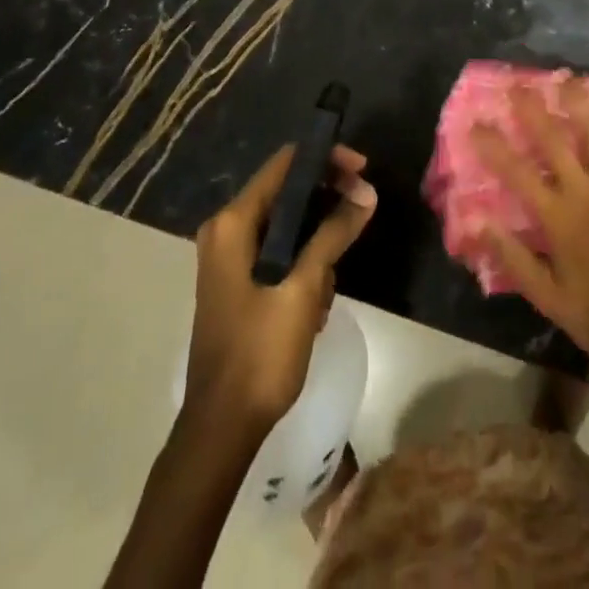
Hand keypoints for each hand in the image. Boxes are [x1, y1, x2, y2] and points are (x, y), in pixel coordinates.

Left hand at [185, 144, 376, 432]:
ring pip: (287, 226)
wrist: (221, 429)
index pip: (285, 164)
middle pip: (286, 192)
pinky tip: (315, 303)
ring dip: (316, 244)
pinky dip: (302, 265)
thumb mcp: (303, 288)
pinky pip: (279, 253)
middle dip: (326, 203)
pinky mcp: (238, 282)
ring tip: (327, 286)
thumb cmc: (260, 353)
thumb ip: (333, 233)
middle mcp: (226, 230)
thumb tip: (367, 192)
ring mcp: (229, 257)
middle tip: (362, 212)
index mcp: (233, 223)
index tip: (362, 170)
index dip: (325, 159)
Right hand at [472, 82, 588, 379]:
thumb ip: (513, 257)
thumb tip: (478, 222)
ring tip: (570, 81)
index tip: (476, 123)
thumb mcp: (548, 297)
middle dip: (534, 111)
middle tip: (519, 85)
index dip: (494, 146)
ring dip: (582, 107)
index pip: (518, 173)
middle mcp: (587, 194)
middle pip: (556, 142)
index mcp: (559, 218)